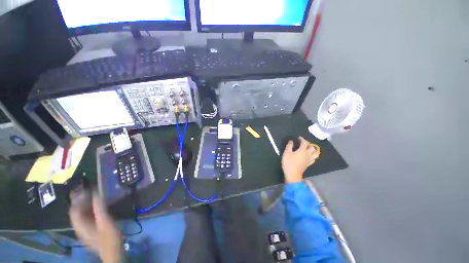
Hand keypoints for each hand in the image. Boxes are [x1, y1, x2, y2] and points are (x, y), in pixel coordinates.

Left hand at [69, 193, 122, 262]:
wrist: (112, 252)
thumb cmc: (109, 238)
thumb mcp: (105, 222)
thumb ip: (99, 208)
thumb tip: (95, 193)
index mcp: (80, 225)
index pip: (73, 209)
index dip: (78, 199)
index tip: (86, 189)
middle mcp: (79, 227)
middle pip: (76, 212)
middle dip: (81, 201)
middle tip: (91, 191)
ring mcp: (83, 230)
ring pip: (80, 215)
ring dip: (86, 205)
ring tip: (95, 197)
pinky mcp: (89, 231)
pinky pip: (86, 218)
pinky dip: (90, 211)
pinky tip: (97, 208)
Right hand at [282, 137, 319, 183]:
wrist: (293, 174)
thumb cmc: (289, 163)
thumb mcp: (286, 153)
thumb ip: (289, 146)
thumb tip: (291, 141)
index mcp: (302, 150)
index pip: (304, 142)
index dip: (302, 139)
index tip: (299, 137)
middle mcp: (308, 154)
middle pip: (312, 147)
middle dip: (308, 143)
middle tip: (303, 142)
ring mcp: (309, 159)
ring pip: (315, 153)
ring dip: (313, 149)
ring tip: (308, 148)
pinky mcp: (309, 164)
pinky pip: (314, 158)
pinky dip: (313, 155)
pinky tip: (309, 155)